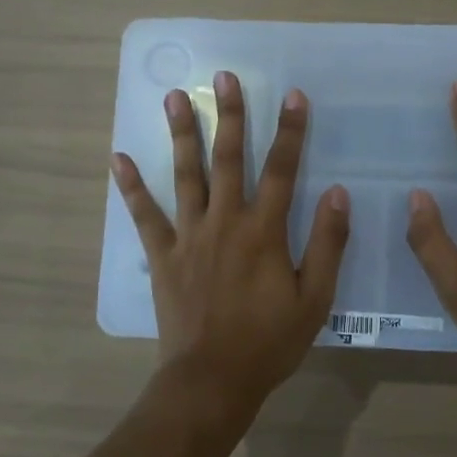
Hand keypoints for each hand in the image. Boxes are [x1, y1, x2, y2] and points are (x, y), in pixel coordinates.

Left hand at [113, 71, 350, 414]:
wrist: (212, 380)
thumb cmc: (269, 342)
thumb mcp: (314, 299)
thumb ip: (327, 245)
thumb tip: (336, 193)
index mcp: (264, 232)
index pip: (281, 170)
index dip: (290, 132)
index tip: (294, 95)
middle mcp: (225, 222)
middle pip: (228, 159)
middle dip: (230, 115)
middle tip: (224, 77)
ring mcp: (189, 236)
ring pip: (185, 175)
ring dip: (182, 134)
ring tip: (174, 97)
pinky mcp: (162, 256)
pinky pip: (144, 216)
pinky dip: (132, 187)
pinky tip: (119, 158)